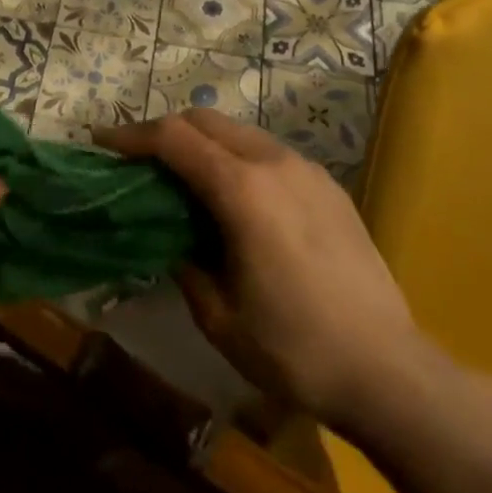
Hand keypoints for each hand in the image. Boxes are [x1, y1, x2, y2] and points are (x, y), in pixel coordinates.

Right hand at [97, 109, 422, 438]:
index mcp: (241, 190)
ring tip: (184, 176)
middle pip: (205, 120)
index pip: (173, 138)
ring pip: (238, 131)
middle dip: (165, 131)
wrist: (390, 372)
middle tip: (139, 160)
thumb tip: (169, 239)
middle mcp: (273, 163)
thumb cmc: (295, 349)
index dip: (131, 135)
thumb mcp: (218, 316)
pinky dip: (236, 157)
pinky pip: (267, 152)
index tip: (102, 142)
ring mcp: (305, 169)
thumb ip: (184, 263)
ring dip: (202, 141)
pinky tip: (235, 197)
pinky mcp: (327, 185)